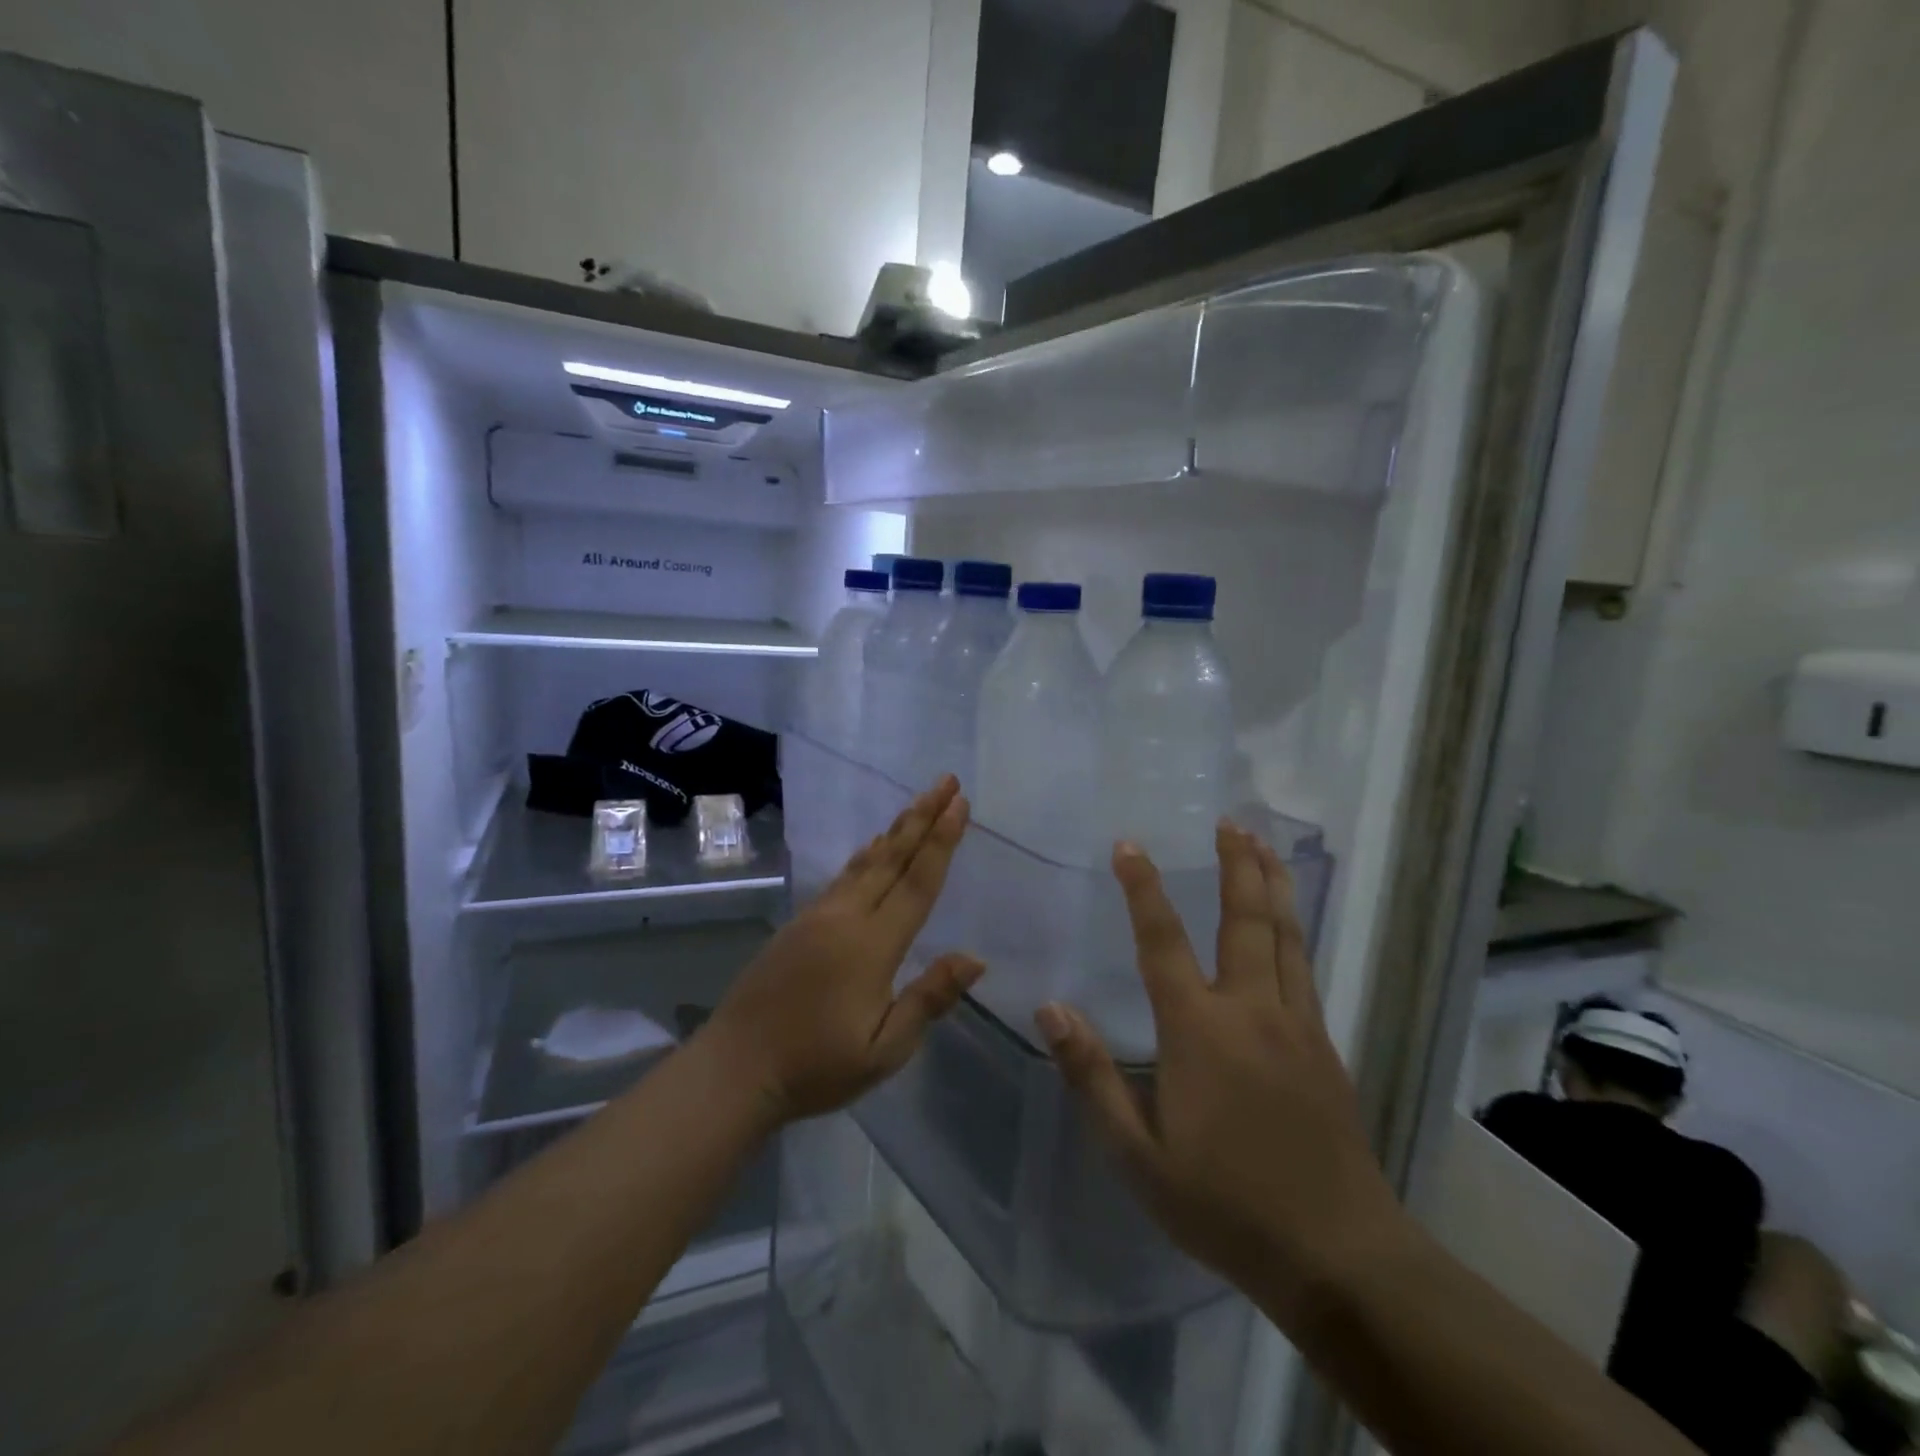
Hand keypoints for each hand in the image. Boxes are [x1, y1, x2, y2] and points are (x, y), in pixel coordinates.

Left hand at [703, 776, 983, 1126]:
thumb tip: (975, 958)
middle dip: (923, 817)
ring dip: (896, 829)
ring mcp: (818, 915)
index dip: (942, 841)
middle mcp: (846, 916)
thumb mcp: (884, 1049)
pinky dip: (866, 854)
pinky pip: (843, 876)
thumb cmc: (816, 1065)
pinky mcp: (800, 922)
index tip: (960, 805)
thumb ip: (929, 998)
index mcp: (872, 944)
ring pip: (866, 861)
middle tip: (946, 782)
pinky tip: (873, 846)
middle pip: (892, 857)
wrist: (735, 1068)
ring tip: (918, 803)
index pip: (917, 882)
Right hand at [1036, 825, 1401, 1312]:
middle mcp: (1251, 1011)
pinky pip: (1304, 967)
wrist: (1339, 1255)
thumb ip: (1092, 1076)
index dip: (1144, 889)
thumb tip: (1052, 1009)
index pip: (1163, 941)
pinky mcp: (1325, 1045)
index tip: (1130, 845)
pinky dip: (1292, 928)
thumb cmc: (1225, 1204)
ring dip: (1271, 884)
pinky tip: (1288, 920)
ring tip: (1264, 845)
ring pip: (1284, 936)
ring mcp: (1297, 1024)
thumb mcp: (1138, 1155)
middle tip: (1230, 822)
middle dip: (1236, 865)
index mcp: (1200, 1032)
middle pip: (1244, 920)